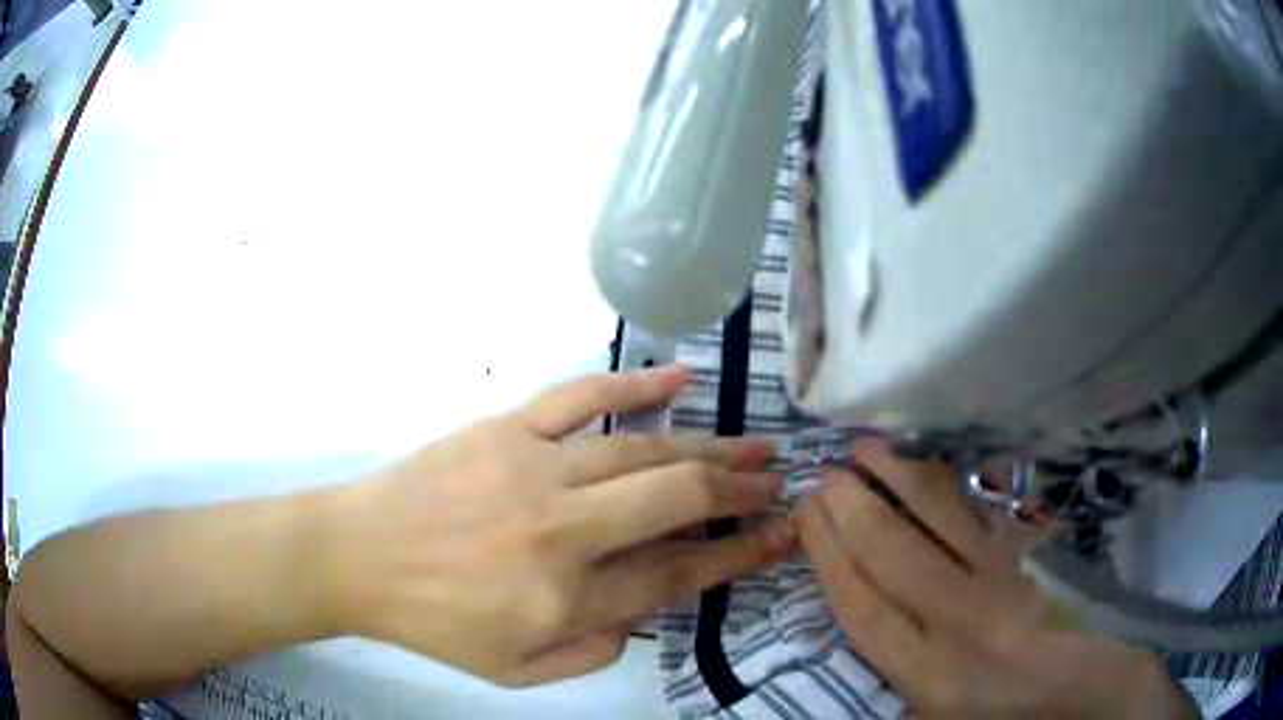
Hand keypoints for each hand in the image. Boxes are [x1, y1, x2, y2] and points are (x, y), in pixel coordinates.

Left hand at [328, 366, 793, 685]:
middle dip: (737, 492)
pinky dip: (637, 385)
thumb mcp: (517, 671)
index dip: (736, 555)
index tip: (777, 535)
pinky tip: (683, 379)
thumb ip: (596, 650)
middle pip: (674, 501)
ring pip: (642, 450)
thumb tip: (650, 608)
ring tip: (752, 446)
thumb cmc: (436, 621)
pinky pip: (582, 397)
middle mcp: (561, 532)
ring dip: (707, 448)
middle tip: (775, 481)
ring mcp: (533, 469)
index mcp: (564, 600)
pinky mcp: (506, 428)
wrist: (357, 557)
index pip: (676, 575)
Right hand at [798, 439, 1197, 718]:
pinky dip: (945, 485)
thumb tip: (865, 630)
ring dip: (896, 481)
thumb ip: (899, 685)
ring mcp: (997, 586)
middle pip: (893, 558)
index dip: (829, 559)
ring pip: (938, 524)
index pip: (862, 609)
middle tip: (821, 472)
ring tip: (864, 448)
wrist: (1083, 688)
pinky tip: (925, 463)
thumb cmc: (1003, 715)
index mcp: (927, 677)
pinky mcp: (1025, 562)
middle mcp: (957, 627)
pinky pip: (978, 515)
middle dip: (851, 511)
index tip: (806, 518)